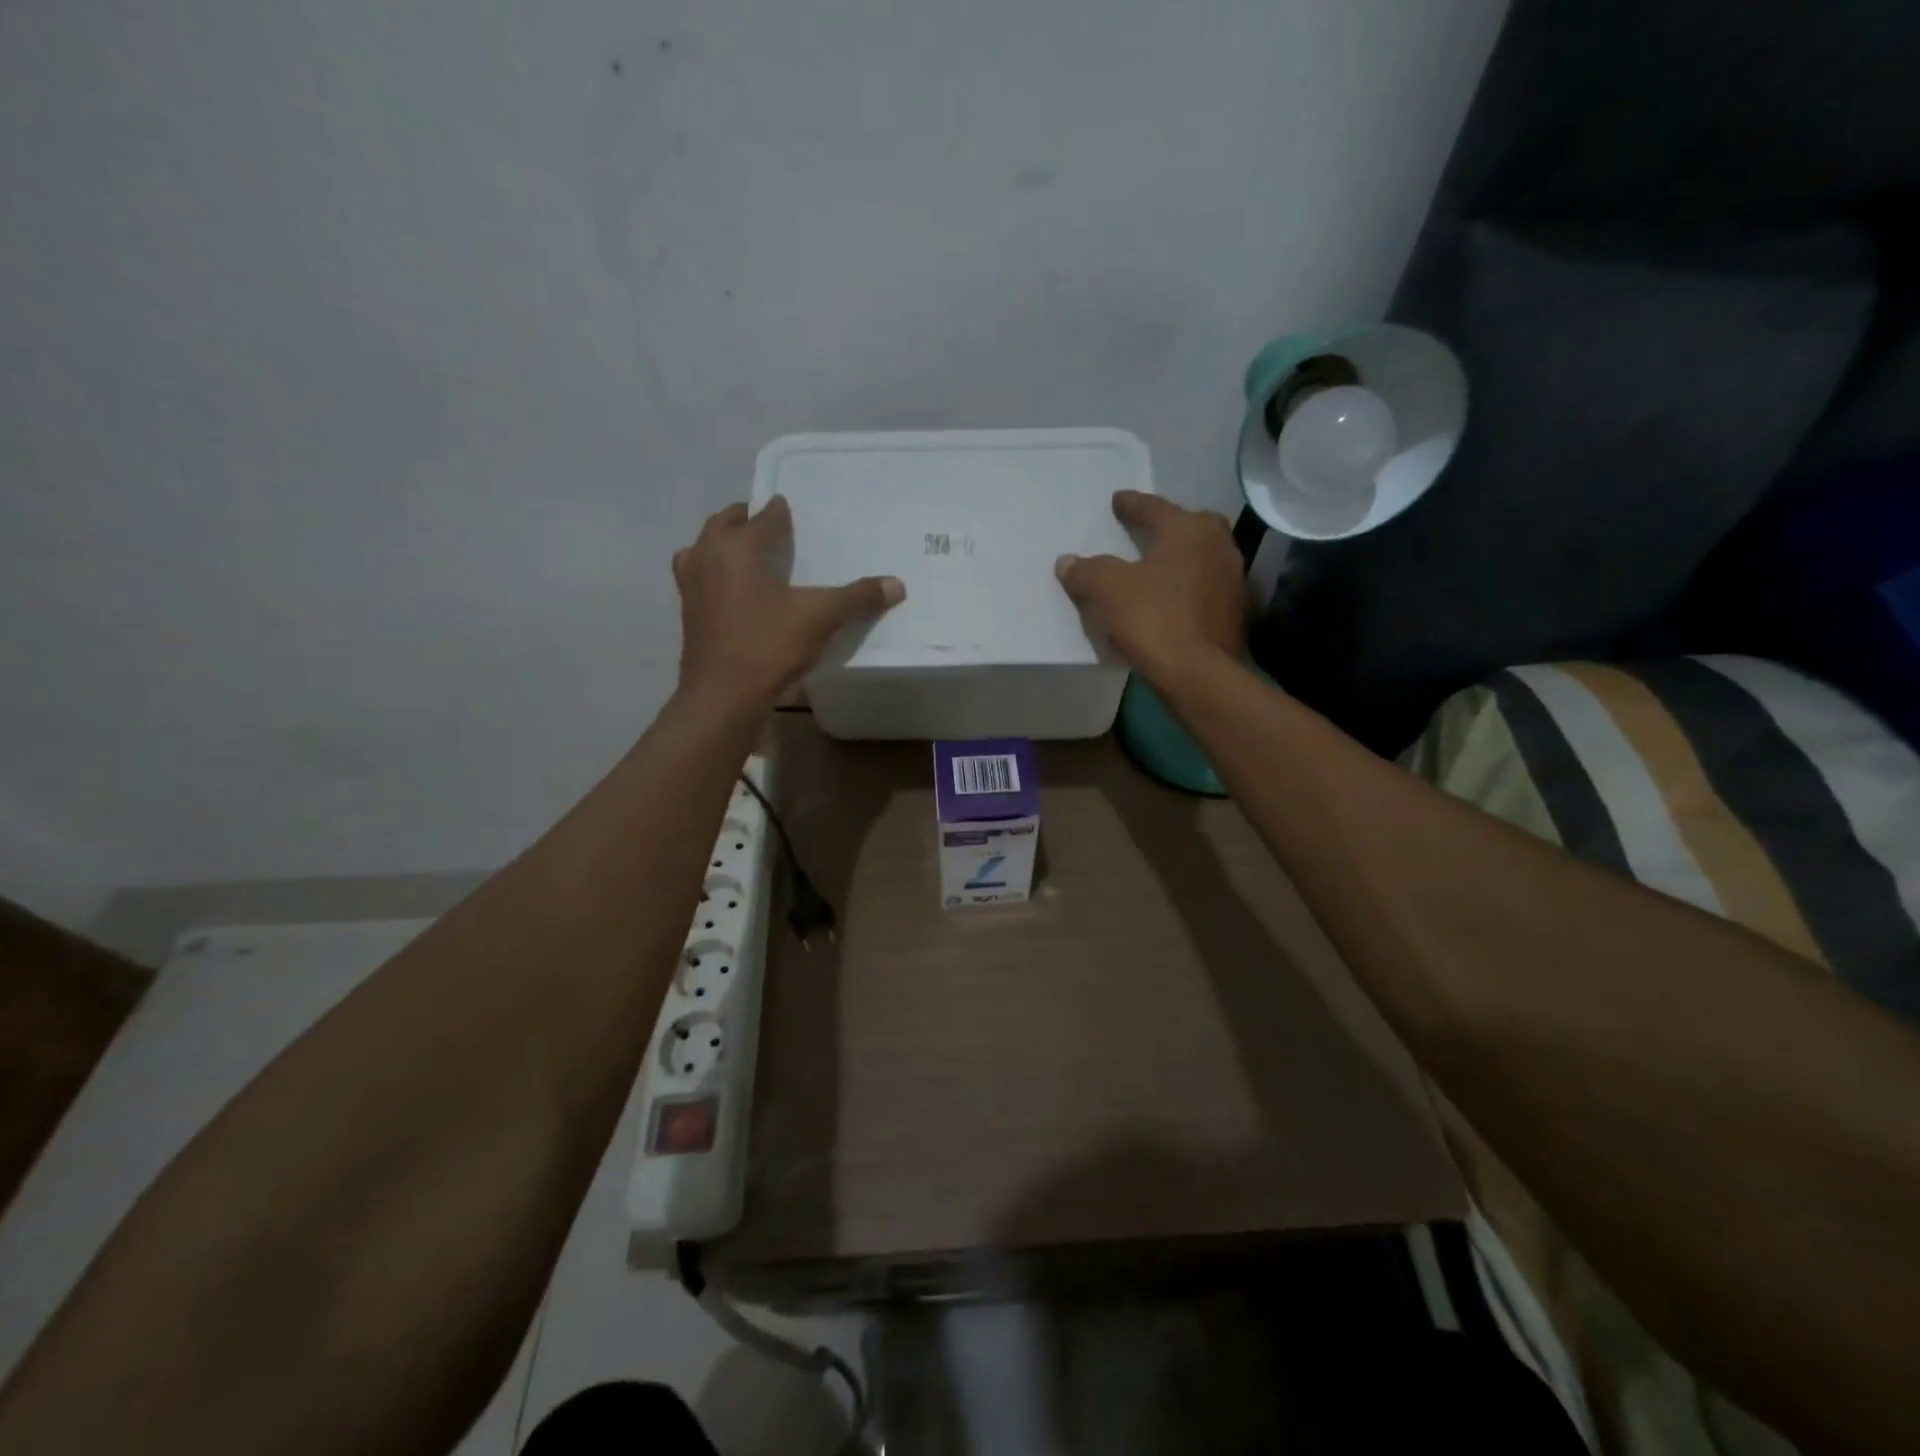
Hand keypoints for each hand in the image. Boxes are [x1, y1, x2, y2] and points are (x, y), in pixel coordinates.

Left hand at [674, 497, 903, 708]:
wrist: (722, 695)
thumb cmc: (768, 645)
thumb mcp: (820, 618)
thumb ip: (857, 597)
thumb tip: (897, 584)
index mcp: (738, 545)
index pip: (764, 516)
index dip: (781, 511)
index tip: (792, 510)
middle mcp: (707, 555)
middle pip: (725, 524)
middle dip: (747, 521)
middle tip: (771, 528)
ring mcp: (691, 584)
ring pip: (705, 549)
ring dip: (724, 545)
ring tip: (748, 556)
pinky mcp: (687, 612)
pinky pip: (700, 577)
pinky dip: (715, 574)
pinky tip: (735, 593)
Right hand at [1055, 491, 1246, 675]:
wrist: (1197, 673)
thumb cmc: (1152, 618)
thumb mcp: (1106, 591)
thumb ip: (1086, 571)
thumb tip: (1067, 562)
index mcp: (1188, 530)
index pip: (1155, 508)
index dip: (1132, 505)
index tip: (1118, 500)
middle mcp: (1218, 546)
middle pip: (1192, 526)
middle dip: (1170, 526)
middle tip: (1149, 531)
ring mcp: (1233, 580)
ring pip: (1204, 557)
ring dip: (1183, 559)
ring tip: (1160, 567)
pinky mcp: (1237, 613)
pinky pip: (1208, 588)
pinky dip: (1191, 588)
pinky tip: (1175, 600)